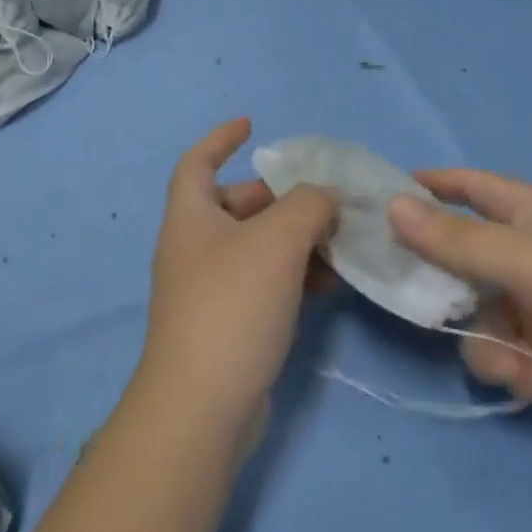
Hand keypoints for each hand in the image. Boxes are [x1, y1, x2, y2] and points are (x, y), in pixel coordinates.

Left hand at [136, 120, 337, 440]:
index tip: (251, 124)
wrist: (204, 407)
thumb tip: (323, 198)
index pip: (197, 162)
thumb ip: (308, 205)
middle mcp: (195, 248)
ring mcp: (211, 289)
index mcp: (191, 218)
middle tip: (325, 201)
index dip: (220, 139)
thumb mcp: (277, 241)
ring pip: (258, 247)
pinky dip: (295, 275)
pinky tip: (330, 284)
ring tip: (340, 245)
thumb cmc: (233, 305)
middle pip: (238, 205)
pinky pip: (266, 282)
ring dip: (298, 240)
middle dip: (281, 198)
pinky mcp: (230, 323)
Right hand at [389, 169, 531, 413]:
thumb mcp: (521, 257)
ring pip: (490, 323)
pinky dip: (527, 371)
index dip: (434, 186)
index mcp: (529, 213)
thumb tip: (392, 205)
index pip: (472, 187)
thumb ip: (453, 239)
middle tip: (432, 315)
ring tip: (519, 366)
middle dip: (454, 298)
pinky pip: (520, 357)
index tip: (391, 195)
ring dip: (495, 349)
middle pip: (469, 268)